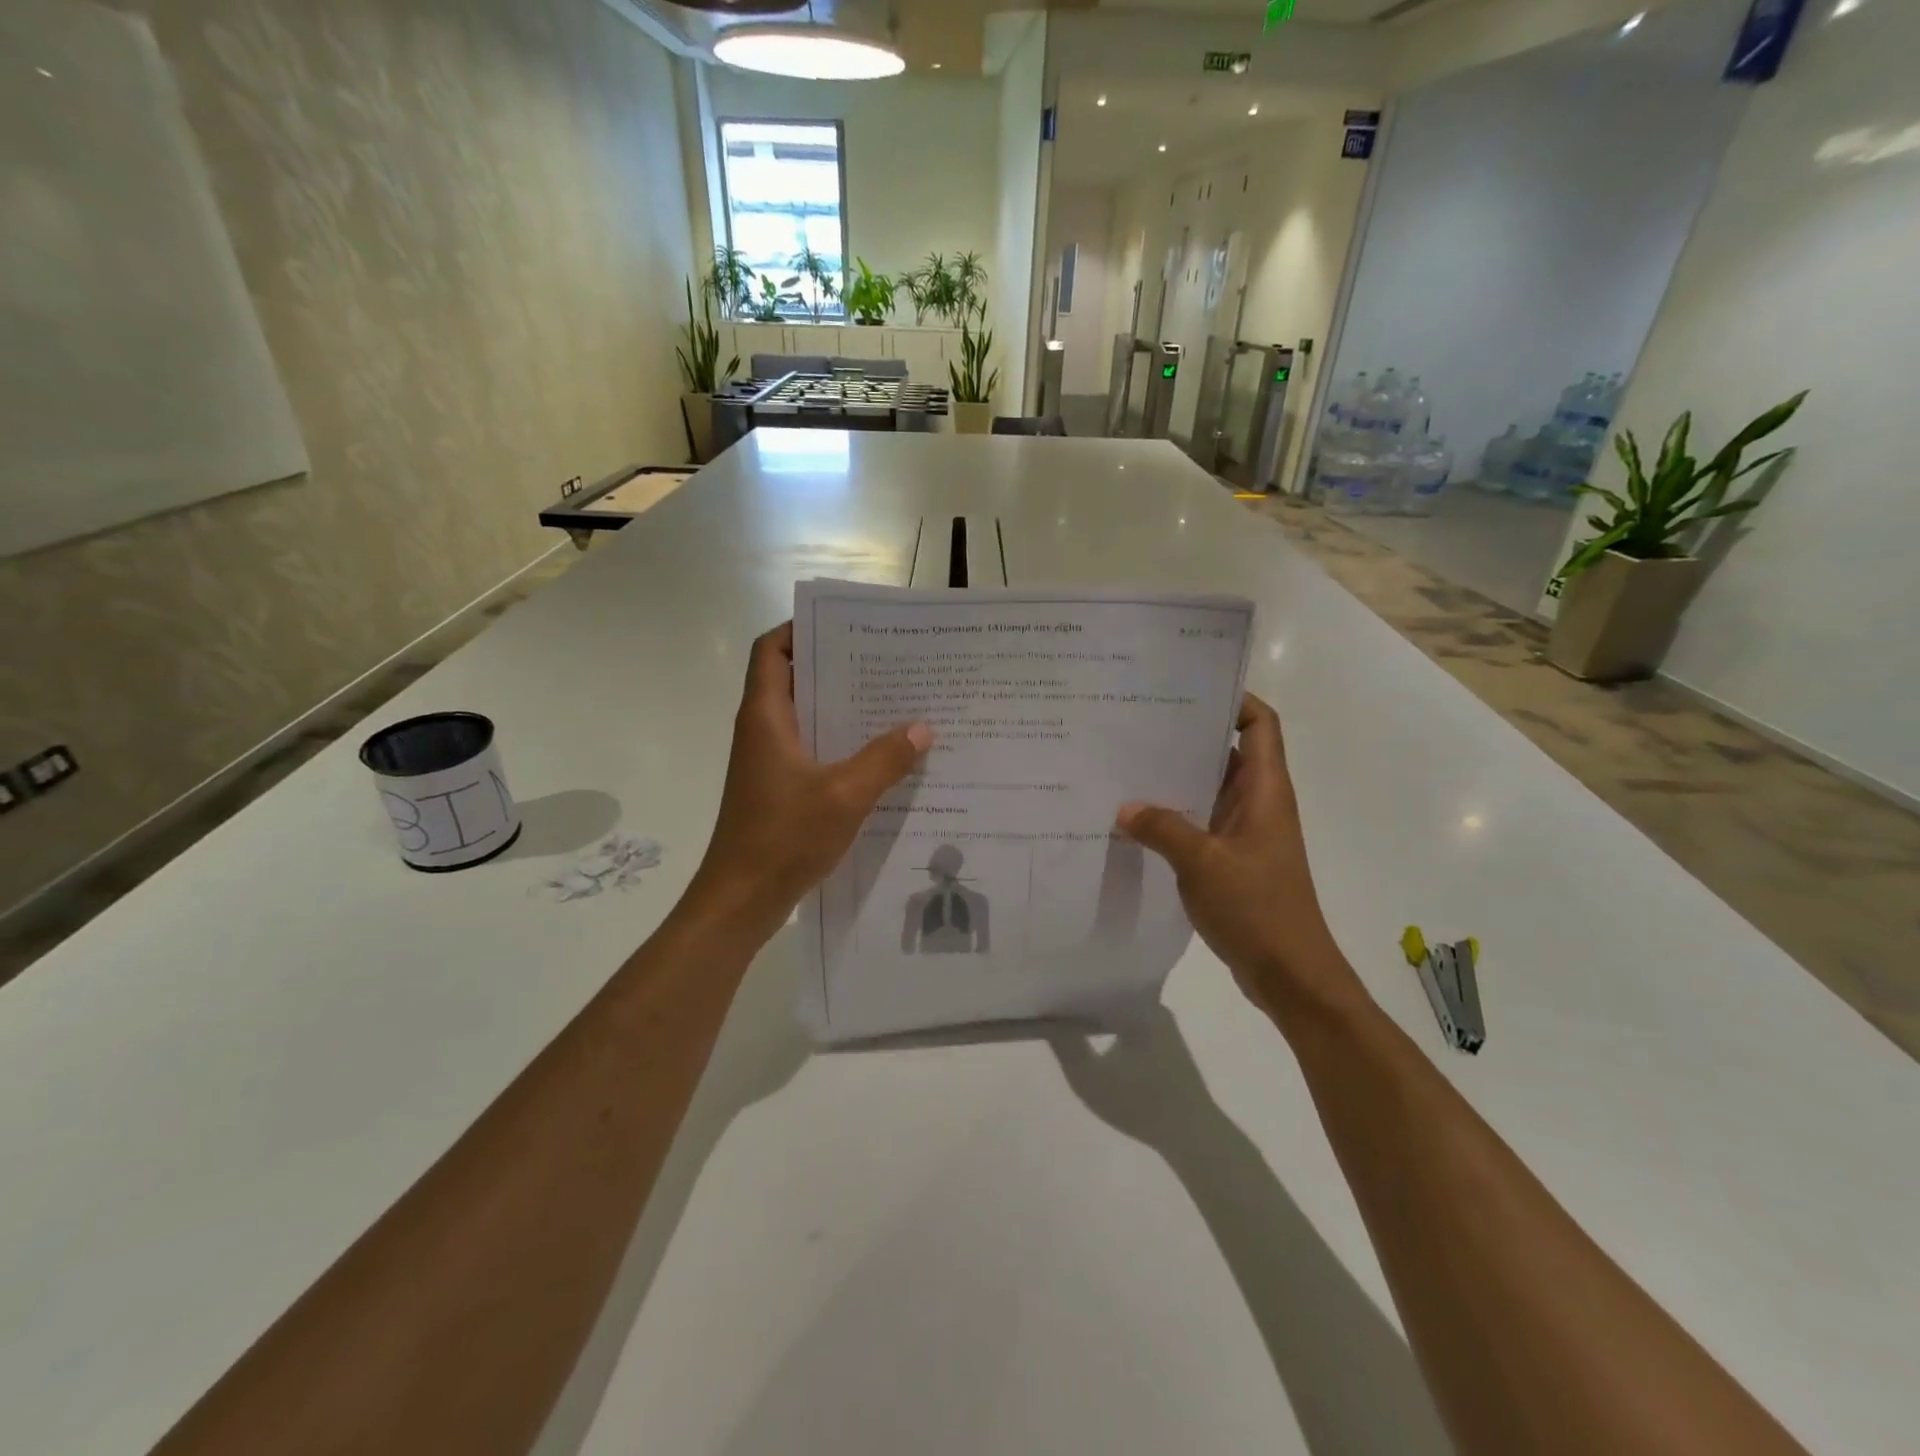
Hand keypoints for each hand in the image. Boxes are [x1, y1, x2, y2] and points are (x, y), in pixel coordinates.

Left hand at [685, 622, 931, 946]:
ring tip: (893, 702)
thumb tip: (923, 727)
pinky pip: (812, 749)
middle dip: (836, 666)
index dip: (800, 629)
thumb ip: (885, 759)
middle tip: (886, 662)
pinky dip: (840, 743)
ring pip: (806, 717)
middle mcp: (762, 731)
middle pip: (793, 679)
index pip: (772, 650)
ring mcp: (769, 761)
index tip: (846, 625)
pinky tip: (880, 755)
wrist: (741, 900)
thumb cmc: (783, 837)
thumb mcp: (844, 795)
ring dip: (842, 707)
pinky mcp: (778, 788)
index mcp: (765, 717)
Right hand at [1117, 694, 1361, 1024]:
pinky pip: (1200, 820)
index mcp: (1264, 790)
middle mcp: (1257, 802)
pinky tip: (1135, 816)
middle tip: (1137, 721)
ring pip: (1209, 787)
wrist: (1290, 973)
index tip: (1188, 687)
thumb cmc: (1257, 908)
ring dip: (1176, 776)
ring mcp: (1245, 831)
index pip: (1259, 724)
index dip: (1234, 699)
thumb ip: (1162, 828)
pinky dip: (1174, 813)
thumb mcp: (1202, 863)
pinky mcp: (1232, 857)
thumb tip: (1124, 807)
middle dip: (1188, 734)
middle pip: (1227, 751)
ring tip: (1127, 762)